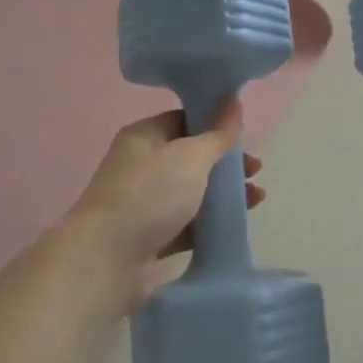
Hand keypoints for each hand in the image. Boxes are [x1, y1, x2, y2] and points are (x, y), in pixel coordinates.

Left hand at [62, 100, 263, 313]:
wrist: (106, 261)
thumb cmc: (149, 196)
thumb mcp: (191, 157)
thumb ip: (217, 133)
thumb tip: (232, 100)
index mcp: (144, 136)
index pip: (184, 120)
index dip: (215, 124)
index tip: (245, 135)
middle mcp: (141, 166)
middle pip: (191, 157)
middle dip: (225, 163)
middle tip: (255, 171)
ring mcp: (144, 204)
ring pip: (192, 192)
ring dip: (223, 194)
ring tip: (256, 199)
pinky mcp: (149, 238)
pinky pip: (187, 224)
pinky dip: (210, 223)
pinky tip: (235, 225)